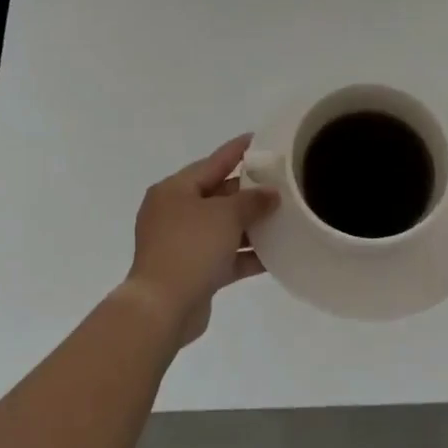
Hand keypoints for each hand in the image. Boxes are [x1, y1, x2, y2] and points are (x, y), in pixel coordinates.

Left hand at [122, 134, 278, 345]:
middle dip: (249, 192)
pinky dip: (246, 254)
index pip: (212, 162)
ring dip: (251, 225)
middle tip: (282, 184)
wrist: (163, 307)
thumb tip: (270, 194)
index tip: (260, 140)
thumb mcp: (225, 215)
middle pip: (218, 195)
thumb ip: (252, 200)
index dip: (238, 151)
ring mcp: (182, 244)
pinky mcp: (193, 272)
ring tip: (285, 219)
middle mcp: (175, 213)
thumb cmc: (191, 247)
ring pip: (223, 228)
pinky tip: (276, 255)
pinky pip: (225, 256)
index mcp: (175, 190)